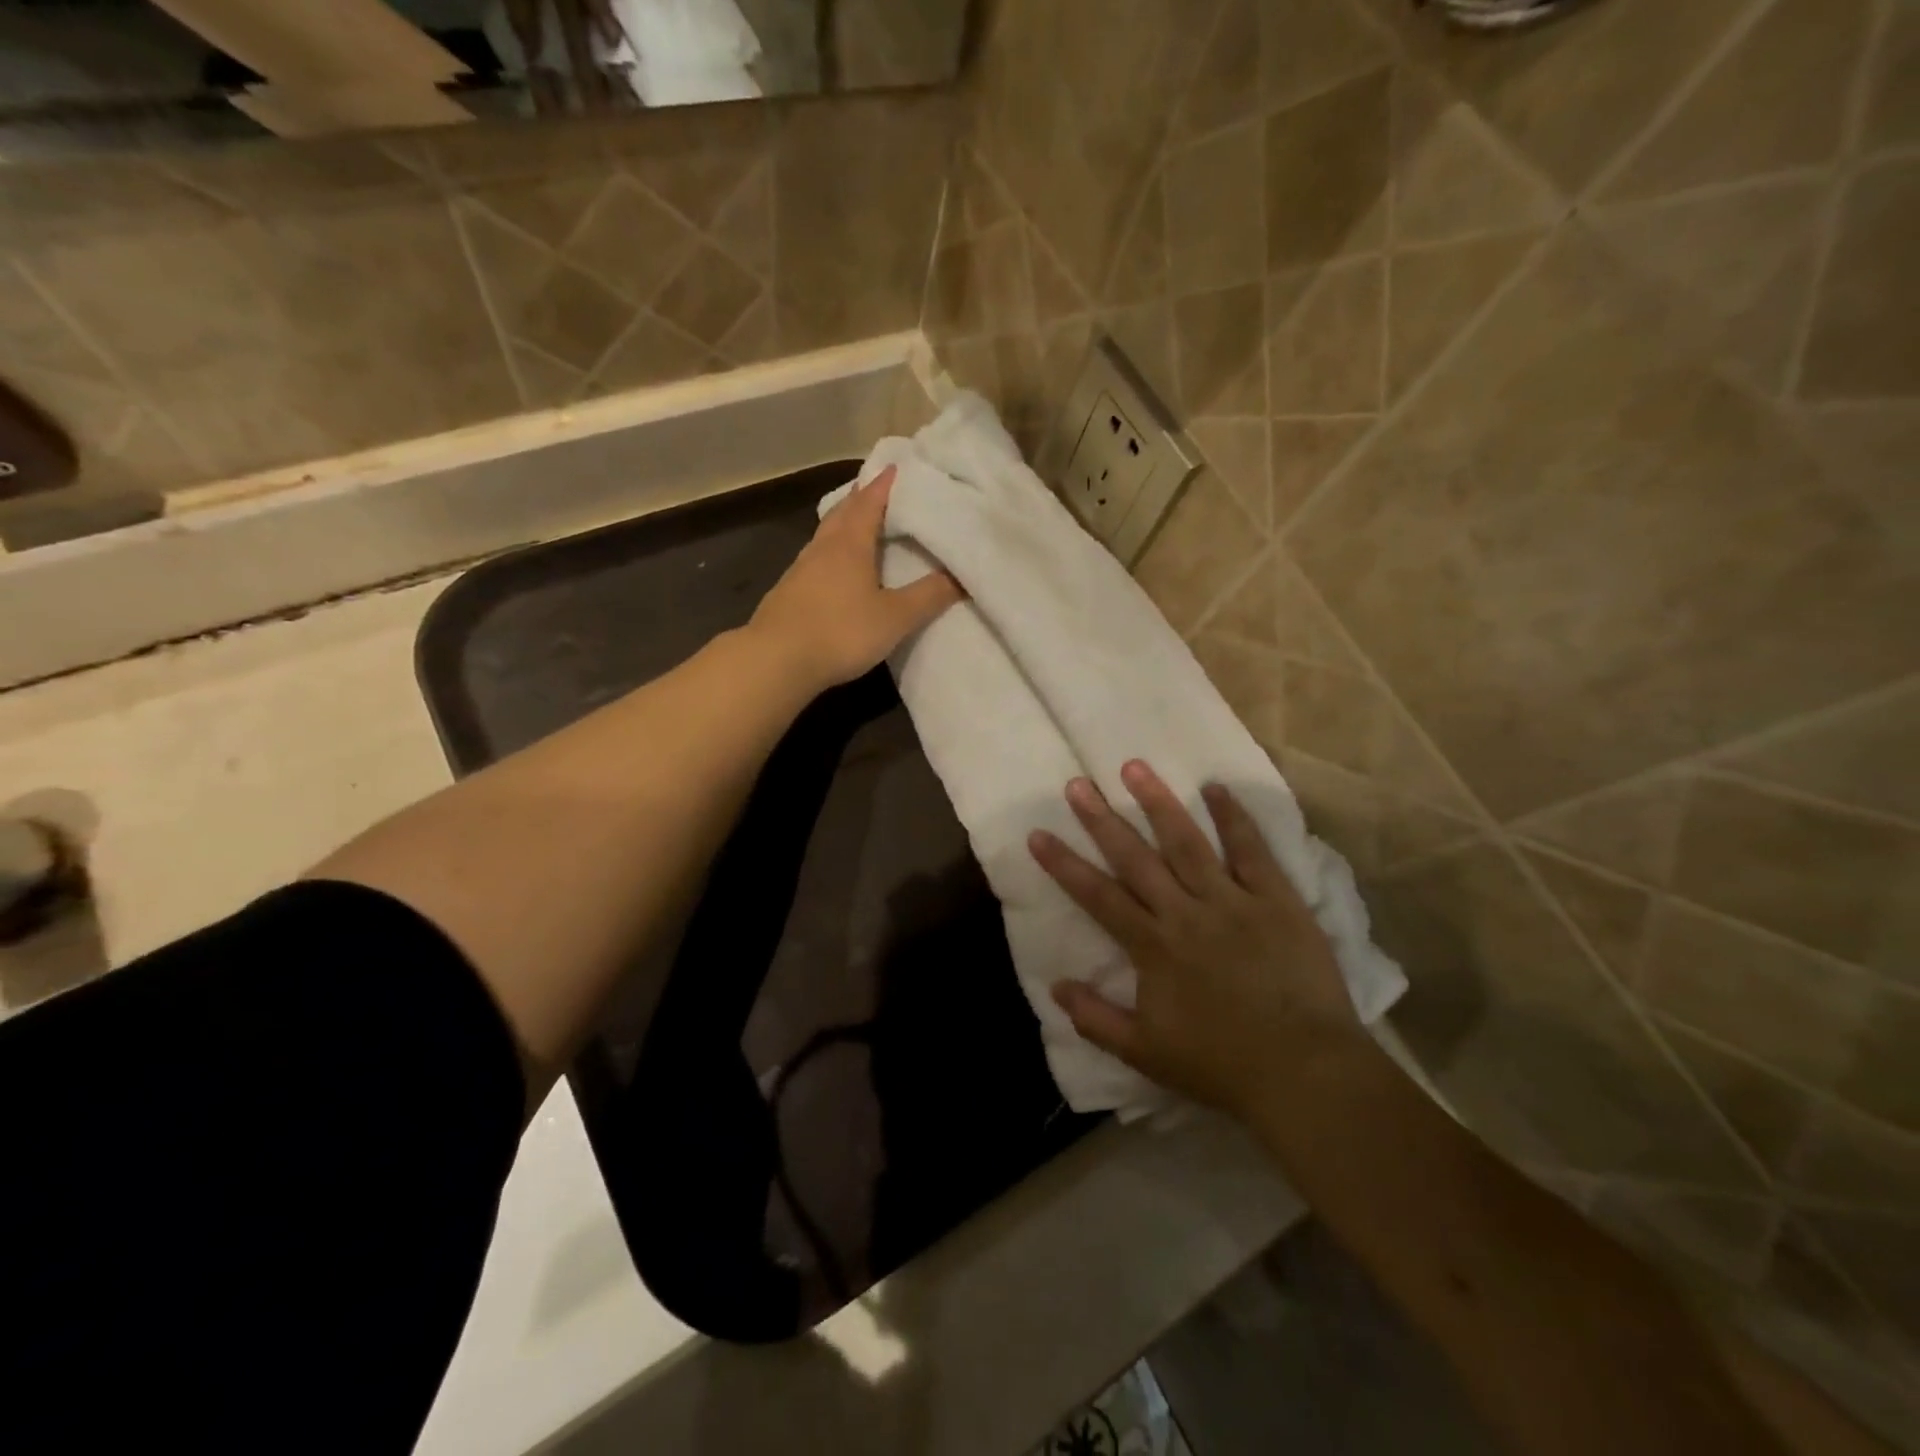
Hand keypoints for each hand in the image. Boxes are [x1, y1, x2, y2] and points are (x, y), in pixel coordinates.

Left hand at [748, 466, 961, 694]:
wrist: (777, 660)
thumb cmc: (841, 632)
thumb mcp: (895, 617)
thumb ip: (929, 596)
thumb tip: (963, 576)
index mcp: (850, 544)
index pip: (869, 502)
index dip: (884, 484)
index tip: (896, 467)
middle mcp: (823, 548)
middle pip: (842, 512)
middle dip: (860, 498)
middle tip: (877, 489)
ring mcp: (800, 569)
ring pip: (825, 535)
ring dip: (842, 522)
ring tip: (858, 522)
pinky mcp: (788, 592)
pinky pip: (815, 558)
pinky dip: (830, 551)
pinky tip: (833, 567)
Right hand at [1029, 761, 1365, 1117]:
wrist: (1304, 1073)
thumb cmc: (1220, 1065)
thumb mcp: (1144, 1054)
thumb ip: (1095, 1018)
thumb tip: (1055, 986)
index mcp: (1153, 946)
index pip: (1098, 896)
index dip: (1064, 864)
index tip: (1038, 833)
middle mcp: (1186, 912)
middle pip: (1136, 858)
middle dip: (1102, 819)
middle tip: (1078, 783)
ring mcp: (1232, 901)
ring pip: (1188, 842)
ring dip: (1158, 803)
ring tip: (1135, 767)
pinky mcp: (1276, 900)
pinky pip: (1252, 851)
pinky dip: (1234, 817)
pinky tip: (1215, 788)